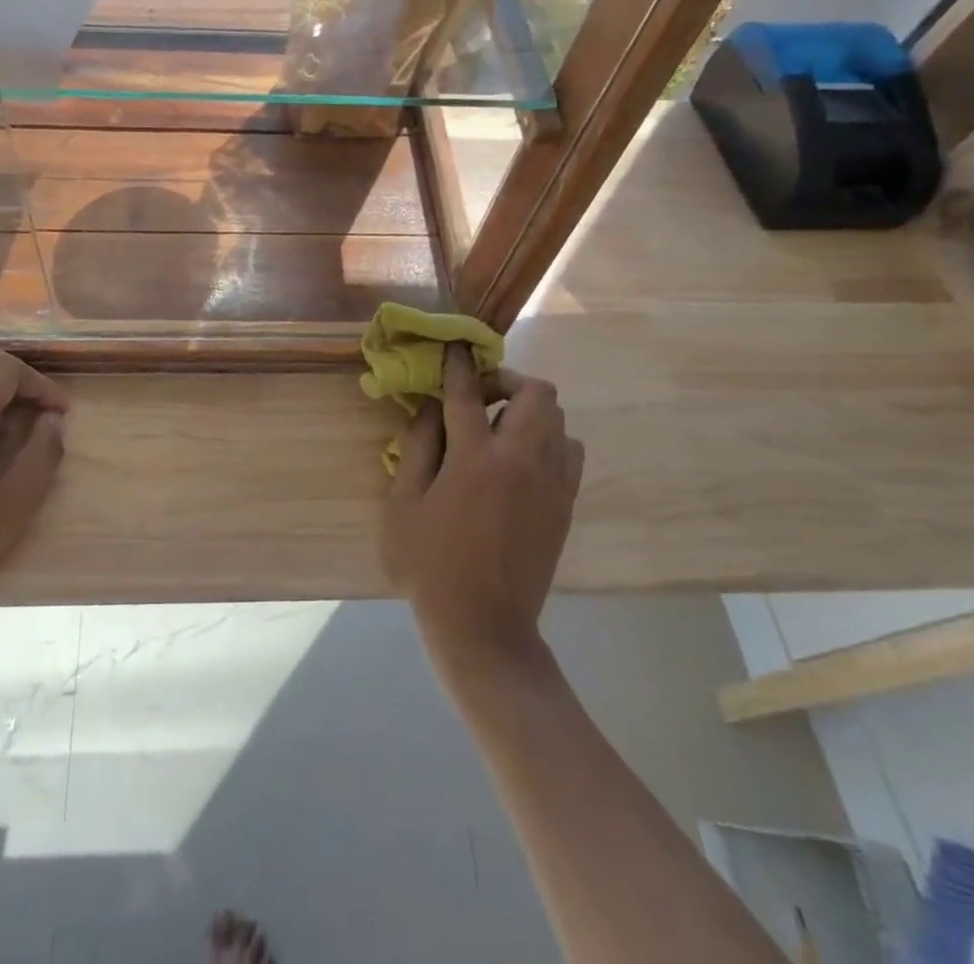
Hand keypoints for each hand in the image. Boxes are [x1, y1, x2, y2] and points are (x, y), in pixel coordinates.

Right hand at [382, 346, 582, 668]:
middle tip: (481, 396)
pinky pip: (569, 451)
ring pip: (558, 418)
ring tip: (500, 429)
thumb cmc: (430, 565)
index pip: (468, 392)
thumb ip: (418, 446)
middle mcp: (521, 460)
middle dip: (508, 380)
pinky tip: (521, 461)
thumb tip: (430, 405)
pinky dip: (548, 440)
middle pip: (537, 392)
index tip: (455, 347)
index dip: (459, 363)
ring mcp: (552, 483)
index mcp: (474, 459)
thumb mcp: (404, 503)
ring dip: (529, 410)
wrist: (484, 627)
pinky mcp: (566, 504)